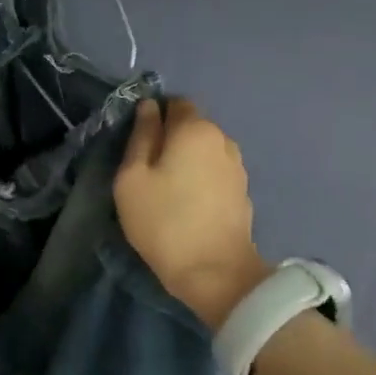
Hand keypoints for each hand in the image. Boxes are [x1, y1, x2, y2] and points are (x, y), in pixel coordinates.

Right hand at [115, 98, 267, 330]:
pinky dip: (200, 178)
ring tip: (167, 188)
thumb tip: (148, 108)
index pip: (175, 103)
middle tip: (147, 169)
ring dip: (186, 160)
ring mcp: (237, 166)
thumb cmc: (163, 221)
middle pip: (191, 126)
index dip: (154, 116)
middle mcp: (222, 139)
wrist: (215, 271)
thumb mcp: (132, 178)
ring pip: (204, 150)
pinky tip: (187, 202)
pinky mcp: (243, 191)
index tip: (137, 143)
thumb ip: (140, 137)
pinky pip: (215, 171)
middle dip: (170, 139)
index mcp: (194, 129)